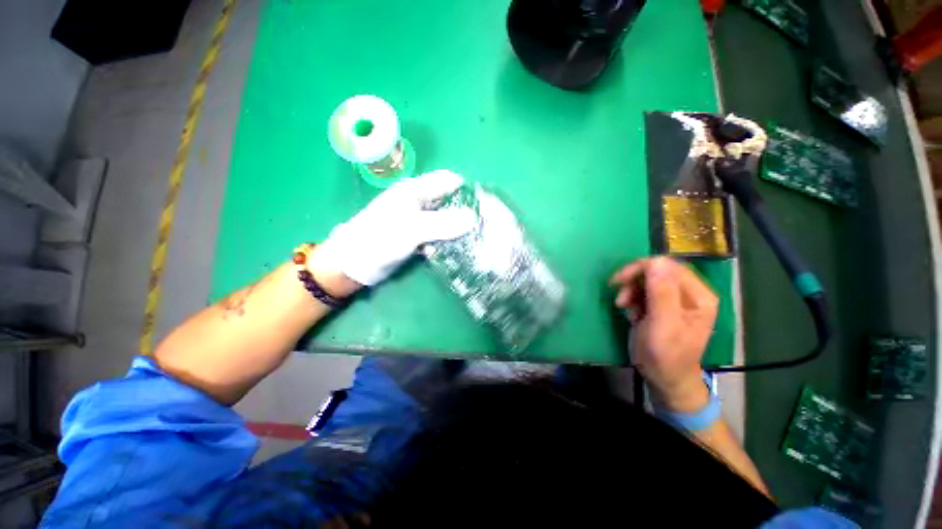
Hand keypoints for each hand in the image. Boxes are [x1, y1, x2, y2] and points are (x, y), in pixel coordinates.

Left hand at [317, 170, 476, 285]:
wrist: (354, 264)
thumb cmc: (379, 240)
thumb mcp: (412, 230)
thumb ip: (443, 223)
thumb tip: (474, 218)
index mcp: (415, 190)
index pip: (448, 180)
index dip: (467, 189)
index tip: (485, 205)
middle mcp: (417, 201)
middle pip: (448, 199)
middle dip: (466, 209)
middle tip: (484, 225)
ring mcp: (417, 219)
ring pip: (445, 217)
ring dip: (458, 226)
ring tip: (476, 237)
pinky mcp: (416, 235)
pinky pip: (438, 233)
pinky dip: (448, 238)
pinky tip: (458, 247)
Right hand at [610, 257, 718, 411]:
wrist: (664, 378)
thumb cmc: (666, 356)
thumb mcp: (663, 325)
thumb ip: (661, 293)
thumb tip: (656, 260)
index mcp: (698, 296)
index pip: (669, 266)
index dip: (642, 268)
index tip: (619, 281)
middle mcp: (690, 293)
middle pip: (658, 270)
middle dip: (634, 280)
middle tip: (619, 296)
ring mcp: (676, 299)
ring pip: (648, 280)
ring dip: (631, 290)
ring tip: (624, 306)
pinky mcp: (662, 305)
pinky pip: (644, 291)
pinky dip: (632, 298)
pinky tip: (631, 312)